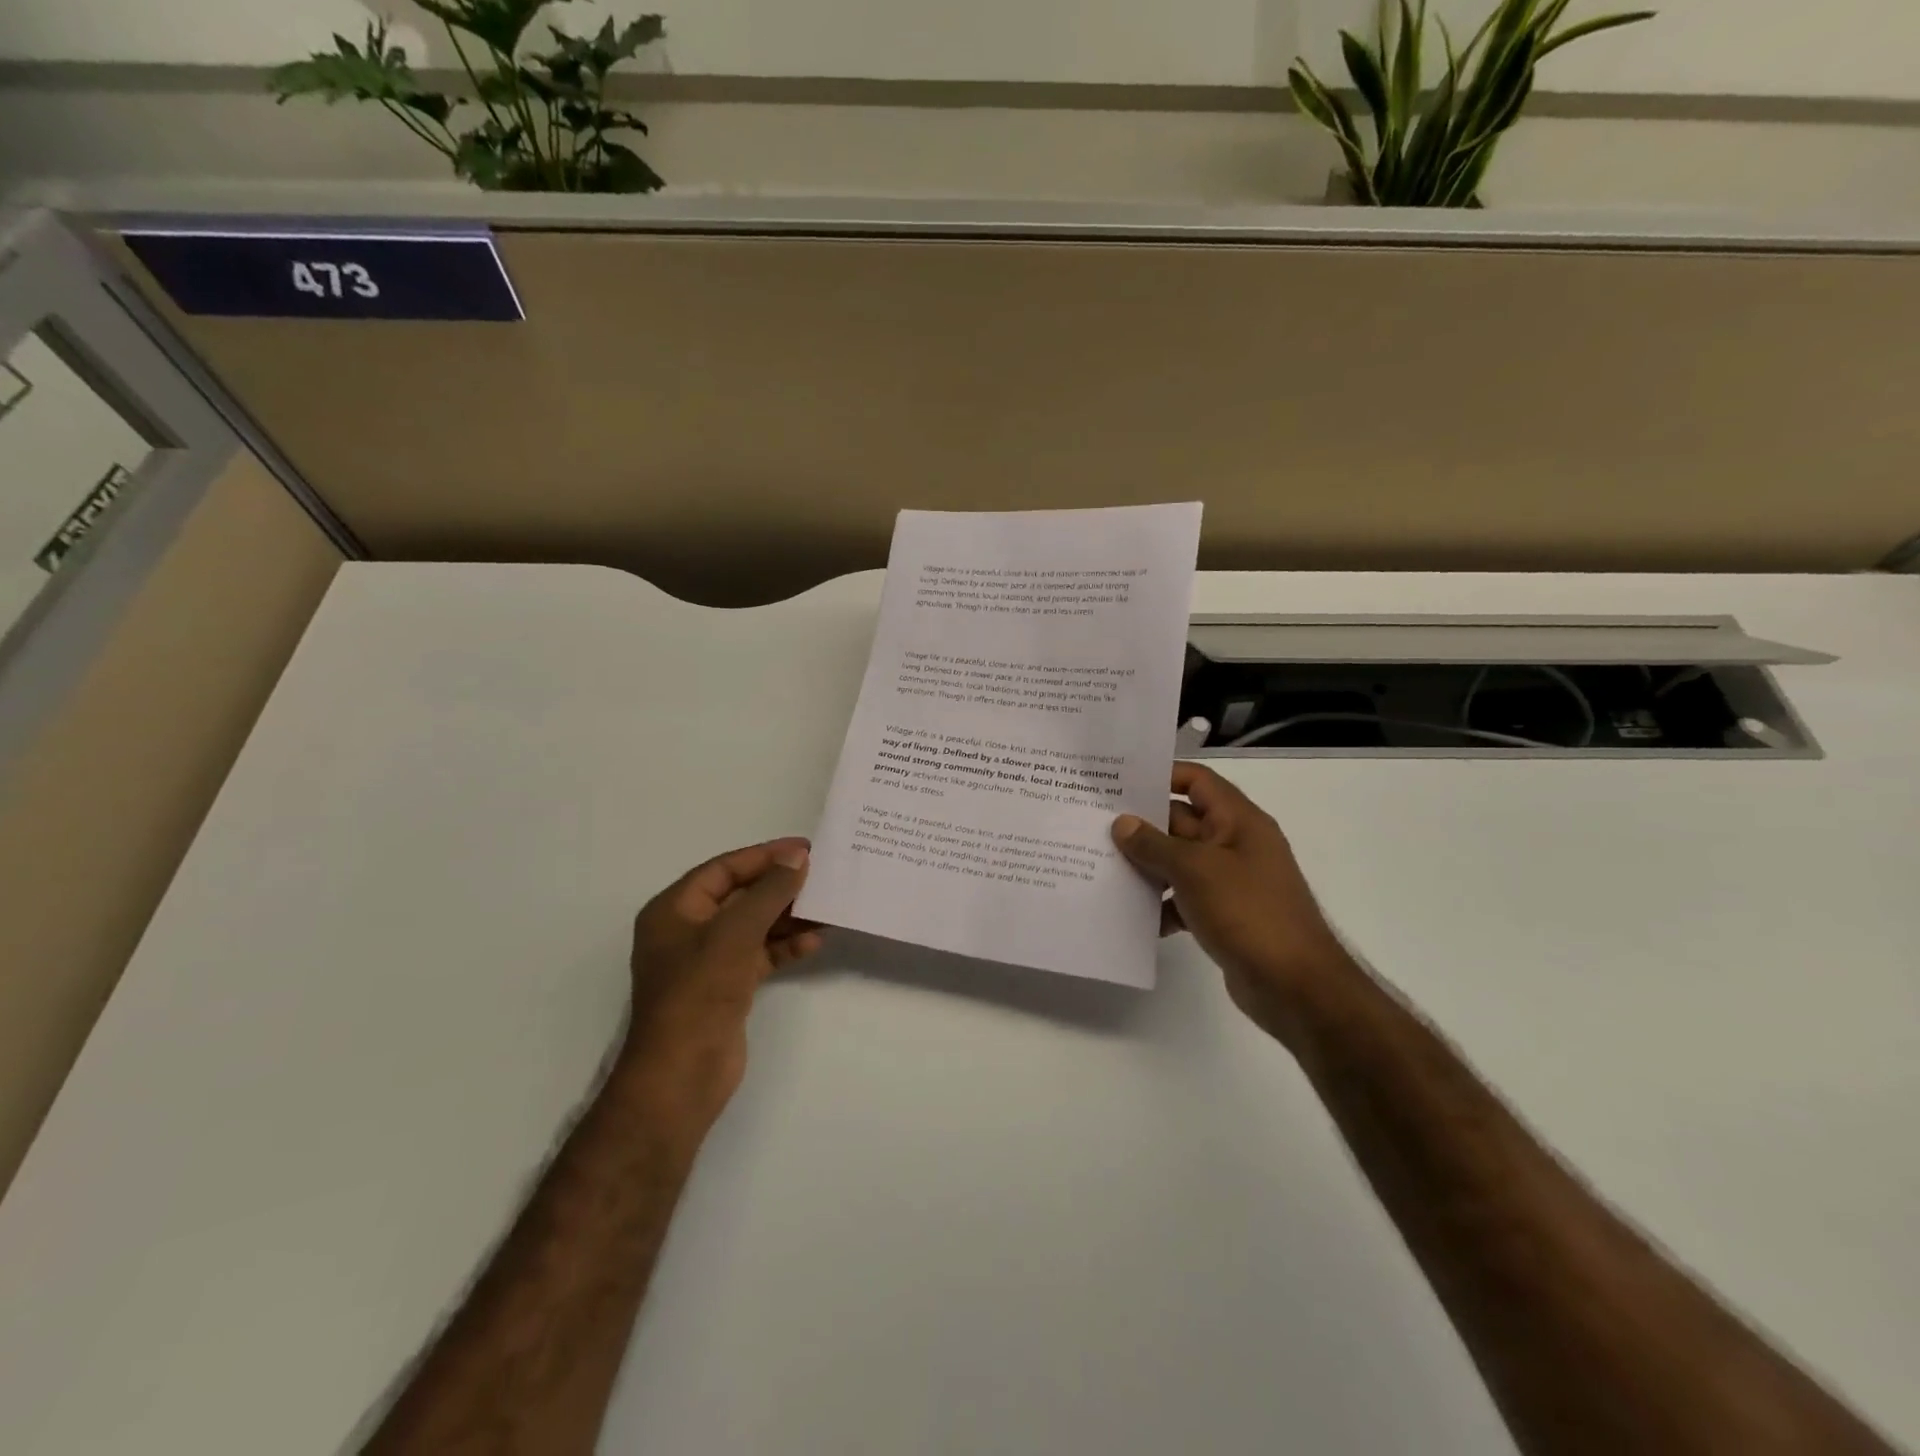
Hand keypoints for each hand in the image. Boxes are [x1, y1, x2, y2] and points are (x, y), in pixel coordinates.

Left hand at [623, 838, 821, 1128]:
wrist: (681, 1076)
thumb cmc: (699, 993)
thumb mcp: (735, 933)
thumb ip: (769, 892)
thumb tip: (798, 857)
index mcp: (674, 910)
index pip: (724, 869)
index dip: (764, 856)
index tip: (805, 848)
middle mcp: (688, 930)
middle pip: (741, 896)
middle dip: (780, 886)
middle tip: (822, 875)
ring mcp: (708, 961)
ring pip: (754, 926)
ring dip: (788, 917)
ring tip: (827, 907)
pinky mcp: (726, 987)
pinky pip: (759, 955)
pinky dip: (784, 947)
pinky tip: (813, 941)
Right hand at [1112, 763, 1355, 1043]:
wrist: (1295, 986)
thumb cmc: (1249, 913)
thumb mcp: (1196, 870)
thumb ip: (1155, 844)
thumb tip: (1122, 823)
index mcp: (1238, 821)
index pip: (1196, 781)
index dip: (1161, 775)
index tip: (1118, 781)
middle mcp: (1235, 844)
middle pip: (1181, 821)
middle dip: (1141, 824)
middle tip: (1093, 824)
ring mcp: (1229, 881)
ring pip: (1178, 862)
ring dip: (1145, 866)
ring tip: (1099, 866)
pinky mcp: (1222, 914)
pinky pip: (1182, 898)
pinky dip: (1159, 904)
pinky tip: (1128, 915)